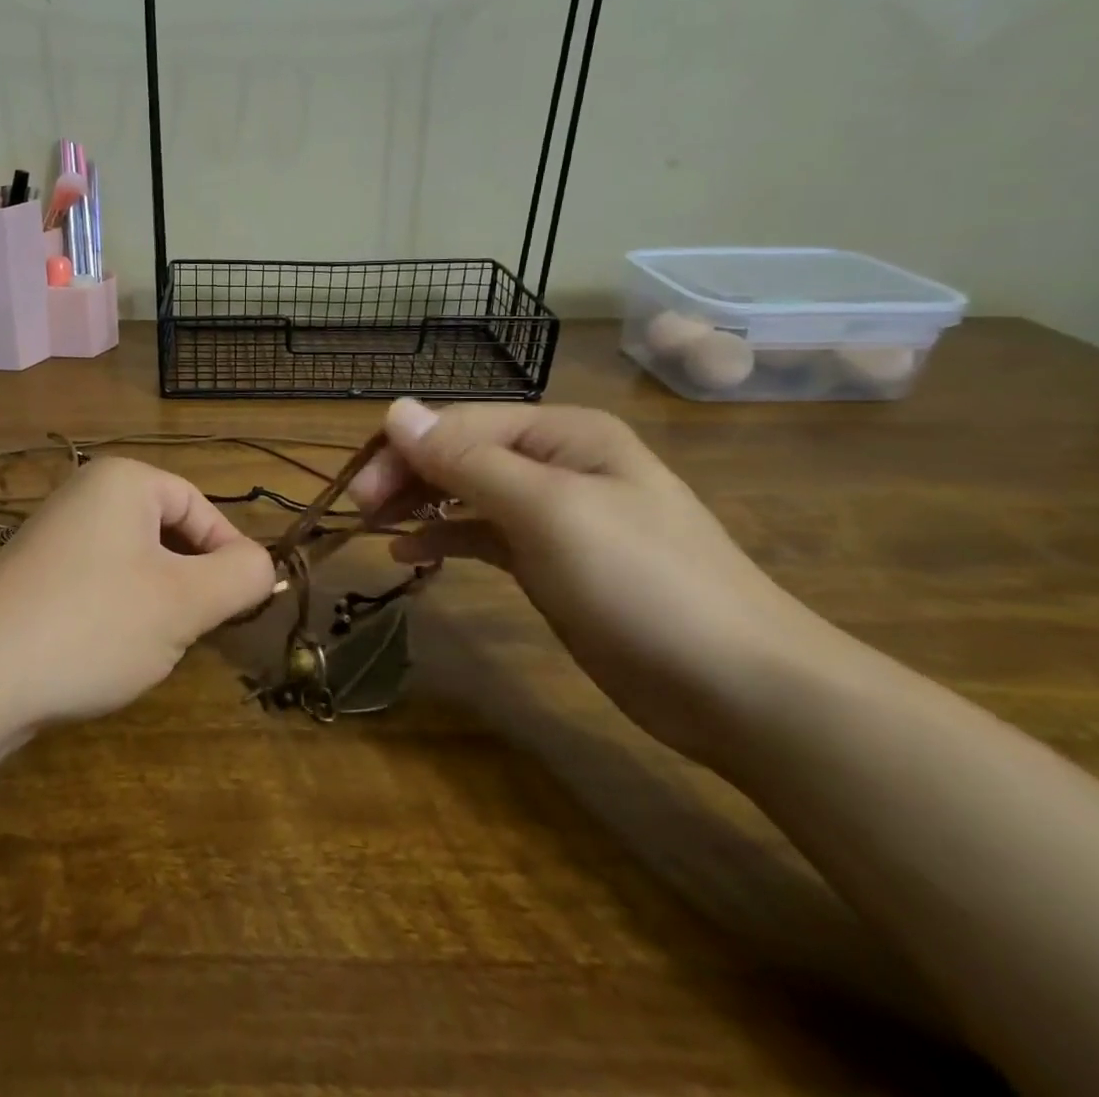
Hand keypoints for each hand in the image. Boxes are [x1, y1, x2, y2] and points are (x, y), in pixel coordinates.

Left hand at [0, 457, 277, 726]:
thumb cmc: (94, 624)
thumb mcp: (185, 603)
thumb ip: (240, 577)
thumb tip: (261, 564)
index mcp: (123, 480)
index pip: (201, 507)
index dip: (230, 555)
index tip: (242, 606)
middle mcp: (85, 493)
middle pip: (168, 532)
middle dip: (189, 582)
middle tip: (192, 630)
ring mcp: (54, 533)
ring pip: (135, 562)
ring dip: (156, 602)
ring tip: (147, 645)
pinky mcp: (34, 574)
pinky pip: (98, 582)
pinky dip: (116, 613)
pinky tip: (106, 652)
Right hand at [349, 399, 828, 761]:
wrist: (739, 688)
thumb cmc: (639, 581)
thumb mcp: (547, 511)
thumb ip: (467, 460)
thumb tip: (396, 410)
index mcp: (563, 433)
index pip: (461, 424)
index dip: (405, 450)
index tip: (359, 491)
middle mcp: (557, 462)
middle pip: (462, 454)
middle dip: (409, 475)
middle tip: (361, 511)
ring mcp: (556, 514)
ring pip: (468, 493)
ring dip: (421, 504)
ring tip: (376, 527)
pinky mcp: (552, 560)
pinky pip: (484, 535)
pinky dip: (447, 538)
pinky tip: (411, 553)